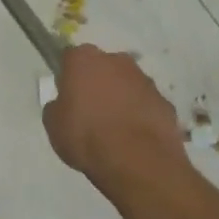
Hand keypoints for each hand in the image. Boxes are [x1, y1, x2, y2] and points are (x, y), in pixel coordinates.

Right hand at [43, 43, 187, 183]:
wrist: (137, 161)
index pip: (71, 57)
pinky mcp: (165, 101)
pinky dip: (140, 115)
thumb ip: (57, 107)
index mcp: (84, 60)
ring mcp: (145, 80)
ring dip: (121, 98)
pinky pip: (146, 104)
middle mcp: (117, 61)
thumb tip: (64, 104)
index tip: (67, 95)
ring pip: (127, 84)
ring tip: (114, 129)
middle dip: (98, 83)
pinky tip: (134, 138)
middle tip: (90, 111)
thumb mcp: (54, 125)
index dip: (68, 75)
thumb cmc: (86, 137)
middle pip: (103, 67)